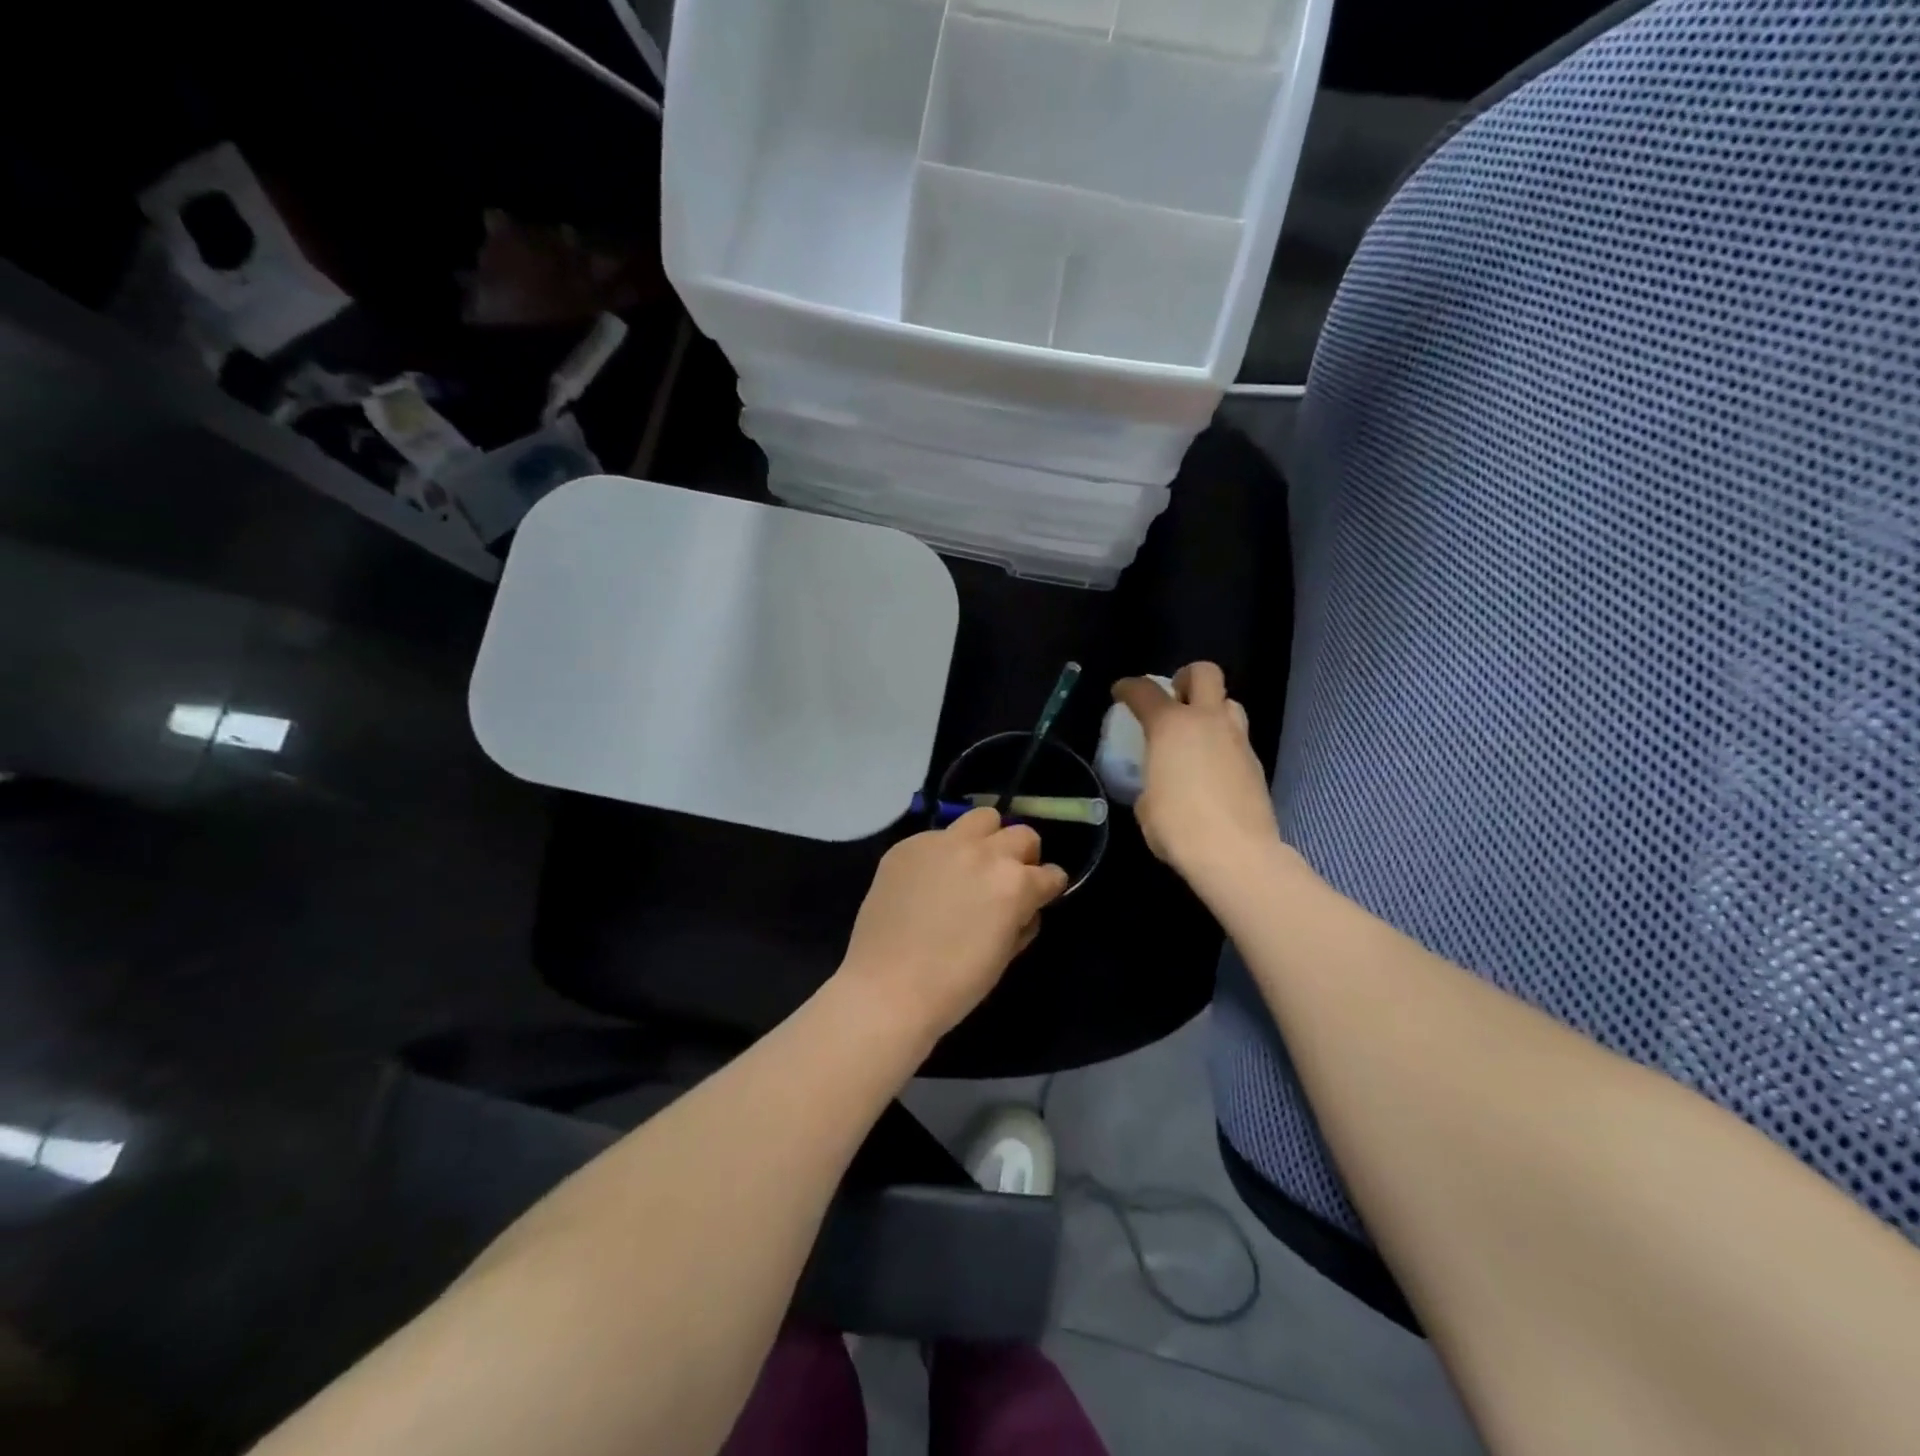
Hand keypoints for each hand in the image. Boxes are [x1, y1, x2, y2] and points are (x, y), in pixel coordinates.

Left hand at [839, 809, 1070, 1042]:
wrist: (886, 988)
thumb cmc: (954, 985)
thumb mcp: (1004, 956)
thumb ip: (1020, 921)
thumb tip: (1023, 907)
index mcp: (1014, 883)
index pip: (1050, 874)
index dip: (1048, 888)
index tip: (1040, 897)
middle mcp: (983, 852)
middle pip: (1021, 835)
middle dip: (1023, 856)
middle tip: (1007, 880)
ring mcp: (942, 843)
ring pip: (981, 819)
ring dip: (987, 839)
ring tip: (971, 865)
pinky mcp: (908, 845)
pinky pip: (937, 837)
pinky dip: (943, 853)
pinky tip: (928, 881)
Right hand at [1112, 663, 1279, 883]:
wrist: (1235, 853)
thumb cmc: (1177, 826)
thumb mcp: (1145, 802)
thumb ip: (1152, 778)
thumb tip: (1161, 781)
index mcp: (1170, 726)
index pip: (1145, 691)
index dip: (1129, 687)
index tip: (1121, 692)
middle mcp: (1206, 721)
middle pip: (1204, 673)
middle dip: (1187, 677)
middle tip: (1175, 698)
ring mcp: (1237, 740)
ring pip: (1229, 702)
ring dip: (1211, 709)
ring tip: (1197, 734)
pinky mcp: (1255, 763)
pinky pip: (1237, 738)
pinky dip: (1223, 742)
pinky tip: (1212, 768)